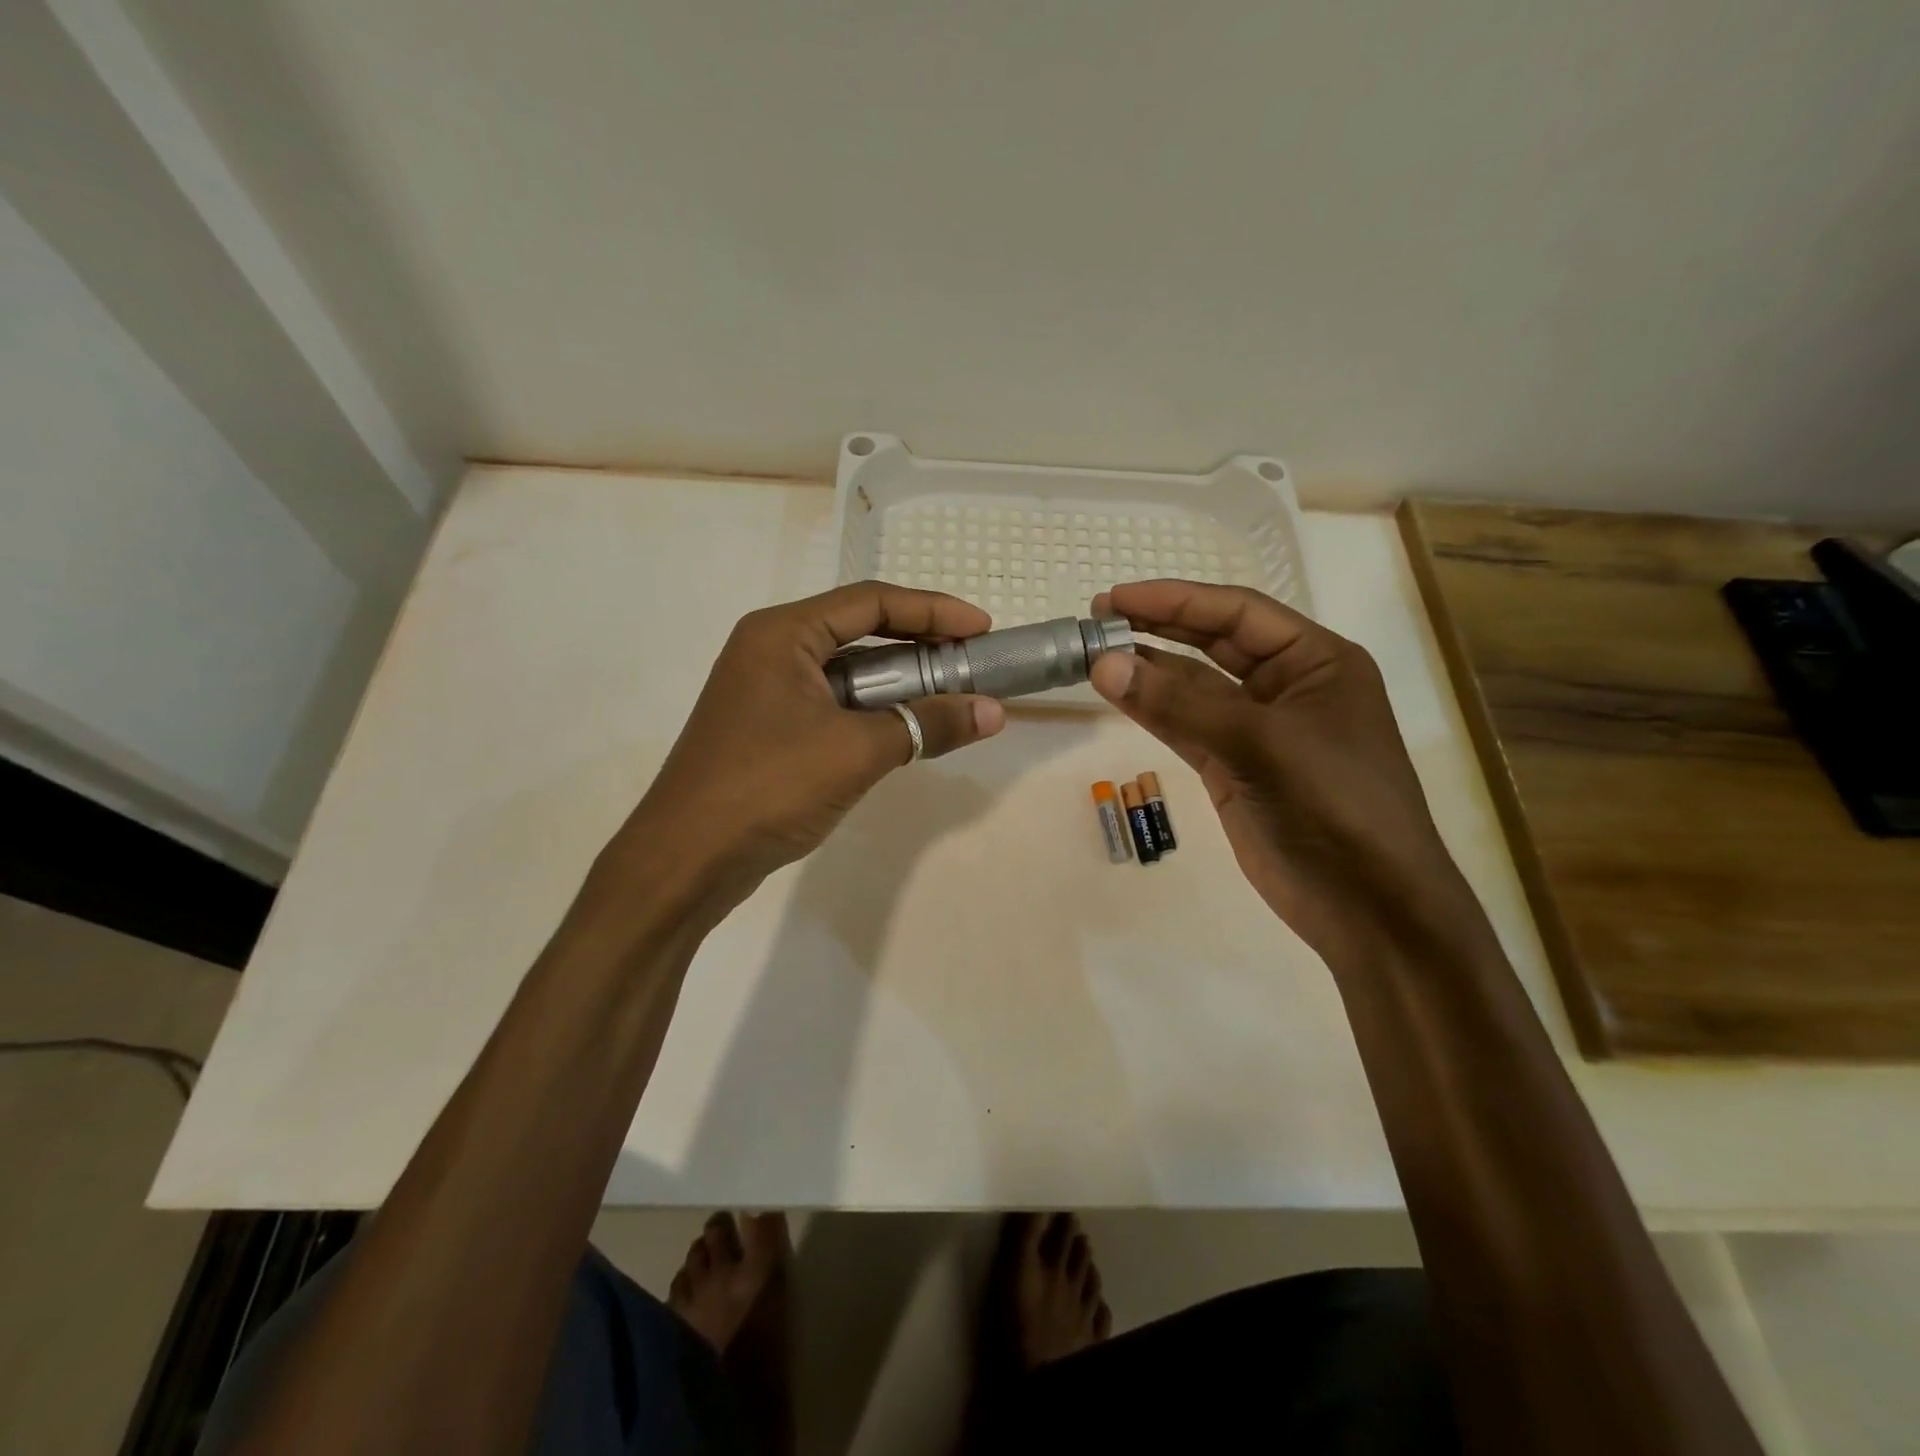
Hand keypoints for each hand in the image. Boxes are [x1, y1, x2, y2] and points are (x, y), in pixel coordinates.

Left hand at [620, 582, 1005, 904]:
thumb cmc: (768, 787)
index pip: (871, 602)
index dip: (932, 610)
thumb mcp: (857, 751)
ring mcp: (766, 693)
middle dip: (919, 647)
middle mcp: (770, 651)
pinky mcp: (769, 731)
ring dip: (899, 684)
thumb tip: (994, 712)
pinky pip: (834, 706)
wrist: (686, 860)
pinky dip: (874, 713)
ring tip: (949, 698)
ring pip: (848, 674)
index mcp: (782, 634)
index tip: (981, 628)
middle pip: (860, 632)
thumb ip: (927, 725)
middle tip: (971, 664)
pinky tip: (905, 731)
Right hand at [1089, 580, 1459, 959]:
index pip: (1237, 612)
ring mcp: (1259, 730)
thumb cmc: (1333, 805)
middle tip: (1098, 617)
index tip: (1115, 598)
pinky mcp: (1235, 768)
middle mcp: (1288, 686)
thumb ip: (1179, 703)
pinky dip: (1153, 710)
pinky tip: (1118, 694)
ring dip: (1149, 671)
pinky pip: (1187, 727)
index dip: (1175, 600)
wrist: (1367, 905)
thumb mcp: (1259, 743)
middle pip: (1213, 643)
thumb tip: (1103, 663)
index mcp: (1317, 661)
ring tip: (1096, 654)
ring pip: (1194, 687)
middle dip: (1159, 628)